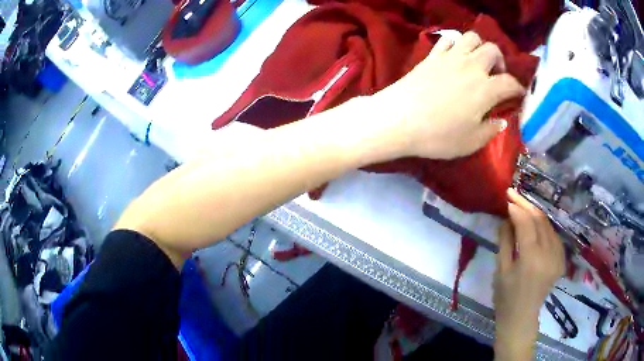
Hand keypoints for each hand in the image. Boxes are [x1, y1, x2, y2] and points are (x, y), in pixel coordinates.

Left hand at [371, 31, 524, 159]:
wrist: (398, 119)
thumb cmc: (438, 135)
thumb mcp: (471, 142)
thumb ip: (490, 130)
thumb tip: (501, 121)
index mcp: (486, 89)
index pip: (510, 83)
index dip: (518, 89)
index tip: (519, 95)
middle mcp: (471, 66)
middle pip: (493, 50)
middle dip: (500, 61)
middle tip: (497, 76)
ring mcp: (450, 57)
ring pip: (471, 38)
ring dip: (480, 47)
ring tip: (478, 62)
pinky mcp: (432, 55)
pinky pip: (448, 40)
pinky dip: (456, 45)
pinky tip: (455, 56)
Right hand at [493, 189, 564, 359]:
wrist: (521, 318)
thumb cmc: (506, 297)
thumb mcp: (501, 269)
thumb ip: (505, 241)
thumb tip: (507, 218)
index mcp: (531, 259)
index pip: (527, 224)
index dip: (517, 208)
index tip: (507, 198)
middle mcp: (549, 254)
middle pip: (540, 220)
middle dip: (526, 205)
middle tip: (514, 194)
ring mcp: (558, 257)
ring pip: (548, 225)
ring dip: (535, 213)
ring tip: (523, 205)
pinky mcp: (561, 259)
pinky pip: (553, 235)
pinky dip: (544, 226)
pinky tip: (535, 223)